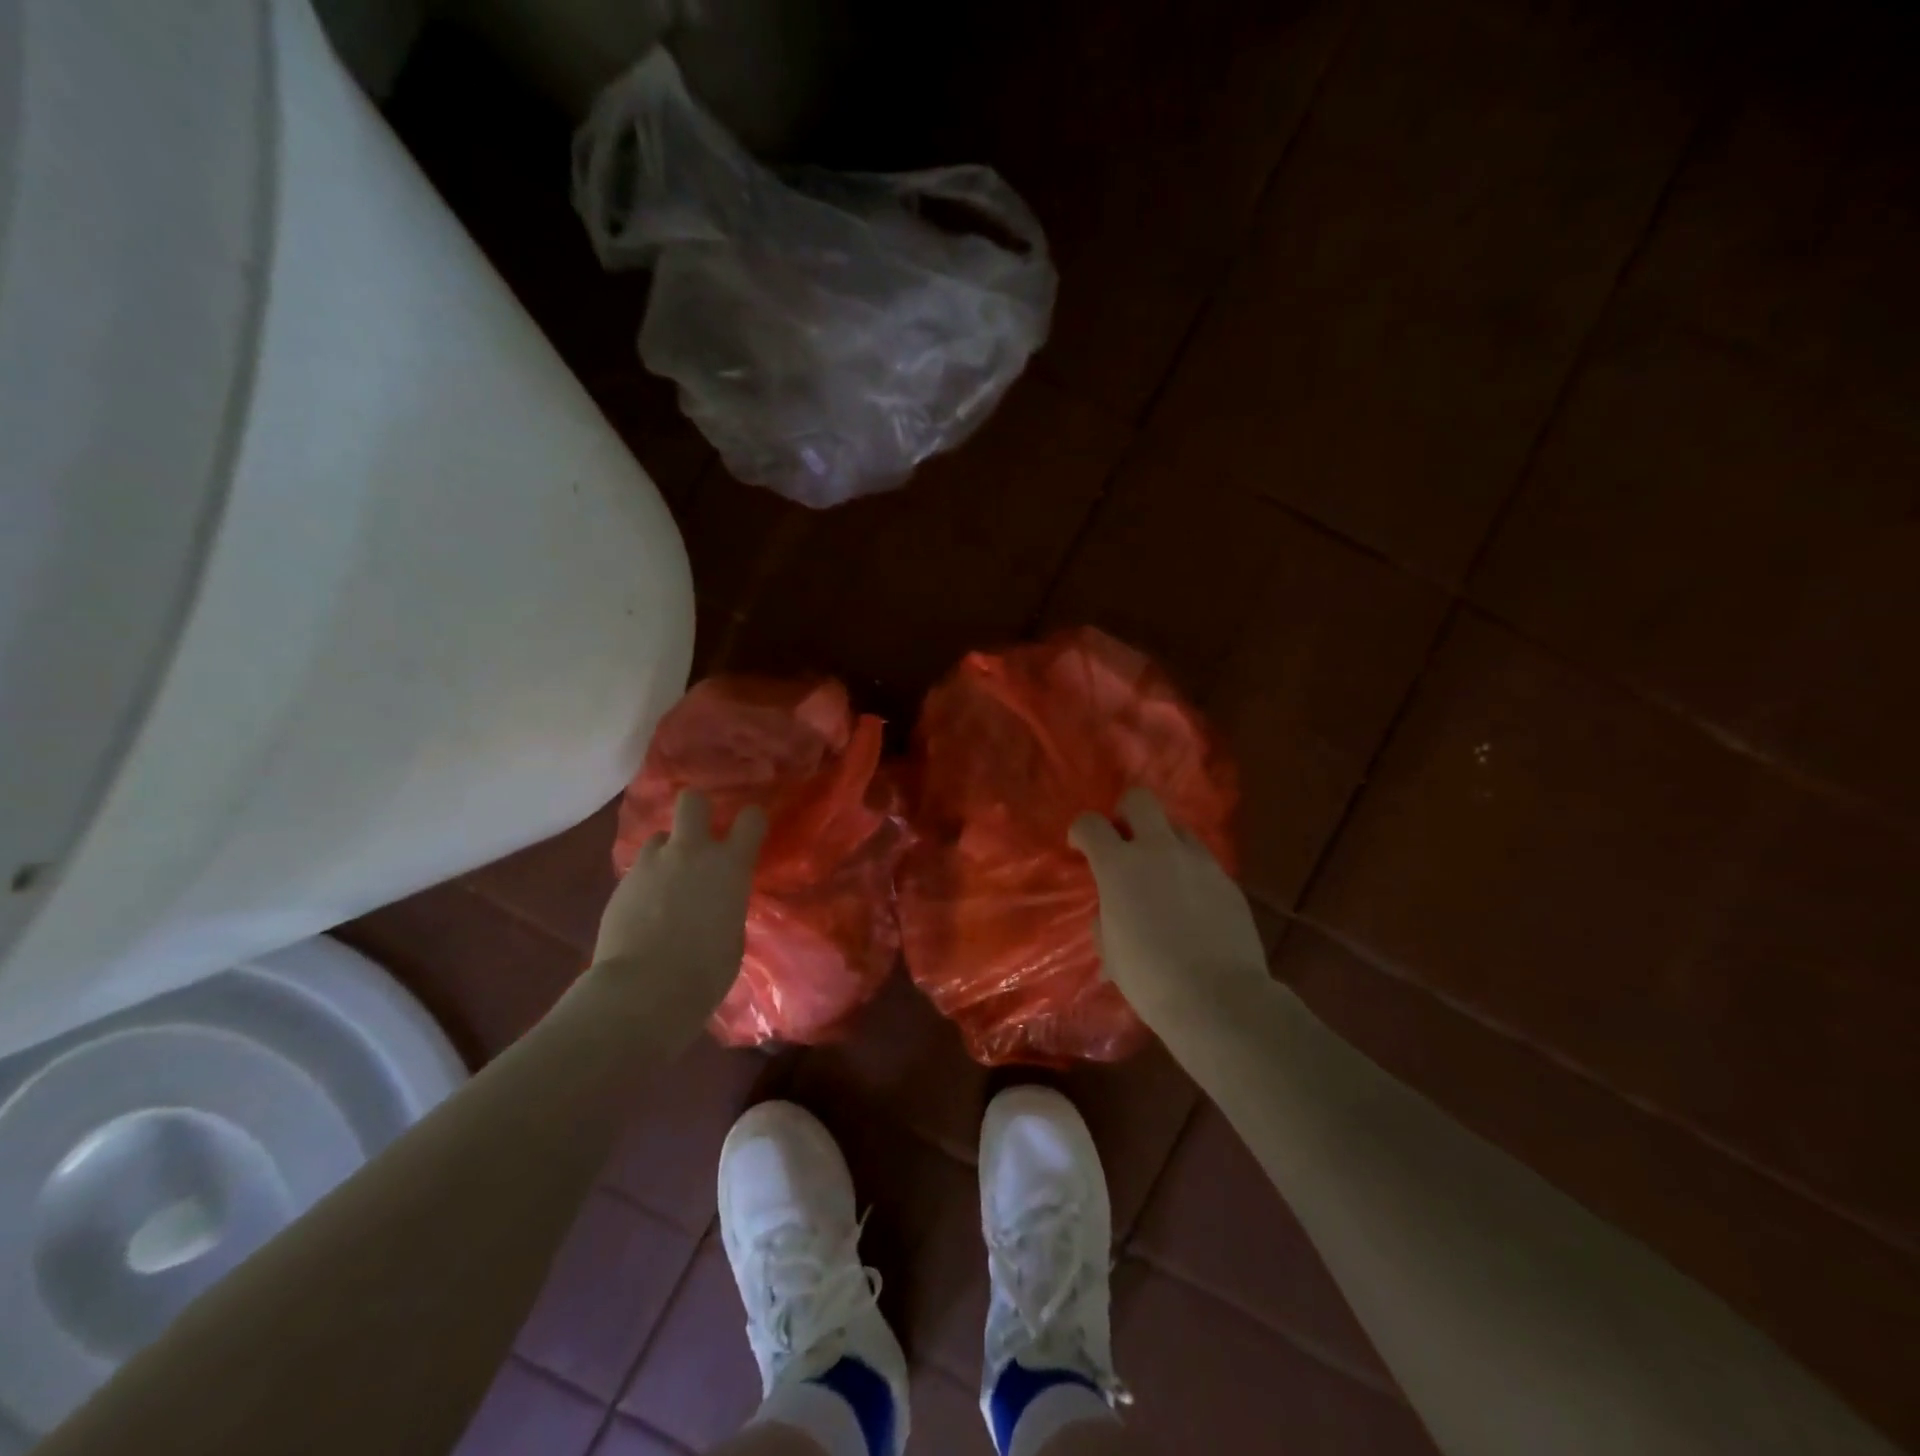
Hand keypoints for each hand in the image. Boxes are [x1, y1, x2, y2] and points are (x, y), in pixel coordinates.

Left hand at [585, 791, 766, 1022]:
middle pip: (692, 801)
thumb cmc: (705, 971)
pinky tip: (646, 909)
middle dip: (697, 810)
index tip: (749, 832)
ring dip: (667, 852)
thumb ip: (727, 906)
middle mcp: (691, 852)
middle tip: (700, 834)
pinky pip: (640, 869)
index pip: (751, 819)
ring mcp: (652, 865)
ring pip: (660, 837)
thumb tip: (718, 903)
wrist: (644, 990)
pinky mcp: (621, 883)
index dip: (751, 821)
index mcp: (730, 865)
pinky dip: (646, 881)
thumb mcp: (733, 935)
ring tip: (667, 880)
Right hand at [1069, 786, 1270, 1025]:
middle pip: (1140, 800)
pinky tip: (1189, 902)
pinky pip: (1201, 859)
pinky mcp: (1227, 879)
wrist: (1218, 998)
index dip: (1080, 831)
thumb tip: (1112, 908)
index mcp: (1119, 866)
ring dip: (1162, 841)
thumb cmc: (1150, 978)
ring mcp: (1198, 861)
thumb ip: (1105, 916)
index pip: (1090, 823)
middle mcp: (1158, 850)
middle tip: (1123, 840)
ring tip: (1161, 873)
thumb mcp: (1109, 949)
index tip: (1080, 847)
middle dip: (1125, 812)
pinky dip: (1188, 870)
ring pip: (1176, 827)